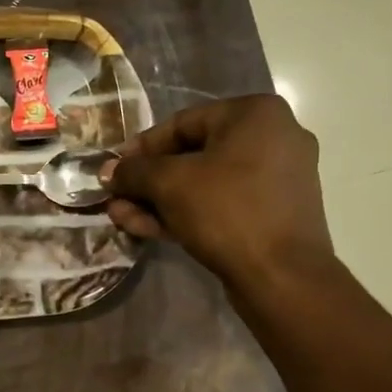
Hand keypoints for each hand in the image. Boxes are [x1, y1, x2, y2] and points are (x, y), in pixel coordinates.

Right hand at [106, 96, 333, 290]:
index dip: (140, 148)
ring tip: (122, 217)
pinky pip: (223, 202)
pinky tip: (147, 228)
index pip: (182, 123)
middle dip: (147, 181)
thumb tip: (108, 171)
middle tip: (115, 198)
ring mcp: (277, 177)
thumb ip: (133, 171)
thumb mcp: (169, 183)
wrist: (283, 277)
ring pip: (204, 182)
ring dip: (160, 200)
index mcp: (255, 113)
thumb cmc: (227, 211)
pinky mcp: (275, 212)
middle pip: (192, 155)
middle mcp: (273, 137)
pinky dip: (187, 211)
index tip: (113, 169)